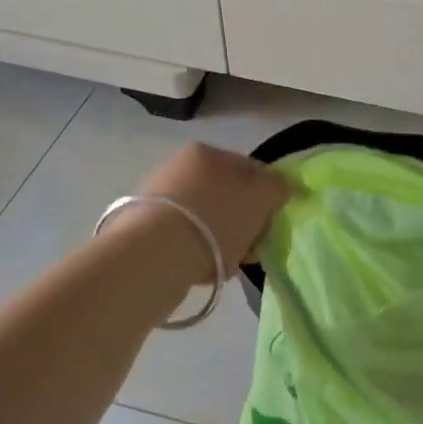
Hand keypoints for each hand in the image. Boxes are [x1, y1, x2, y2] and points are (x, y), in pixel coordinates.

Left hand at [128, 141, 290, 278]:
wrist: (155, 254)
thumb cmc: (216, 218)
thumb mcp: (261, 197)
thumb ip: (277, 187)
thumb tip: (279, 186)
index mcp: (207, 152)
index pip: (250, 169)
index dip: (267, 196)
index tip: (271, 222)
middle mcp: (178, 167)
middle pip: (227, 196)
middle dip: (243, 222)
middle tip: (252, 247)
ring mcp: (158, 198)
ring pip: (207, 220)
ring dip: (222, 241)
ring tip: (228, 263)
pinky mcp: (143, 230)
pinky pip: (186, 239)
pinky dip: (199, 253)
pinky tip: (203, 271)